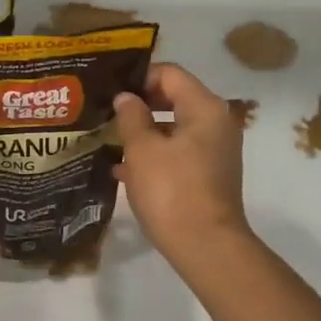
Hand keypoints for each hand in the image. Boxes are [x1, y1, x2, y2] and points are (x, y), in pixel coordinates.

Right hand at [113, 62, 250, 266]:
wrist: (205, 246)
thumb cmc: (171, 190)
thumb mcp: (142, 150)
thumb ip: (131, 117)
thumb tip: (126, 98)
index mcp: (205, 108)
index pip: (169, 73)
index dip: (138, 77)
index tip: (109, 90)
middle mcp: (216, 123)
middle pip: (173, 99)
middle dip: (138, 105)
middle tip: (105, 112)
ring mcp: (214, 151)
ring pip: (173, 128)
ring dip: (143, 132)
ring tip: (107, 139)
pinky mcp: (208, 175)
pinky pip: (177, 153)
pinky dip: (154, 155)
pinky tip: (122, 169)